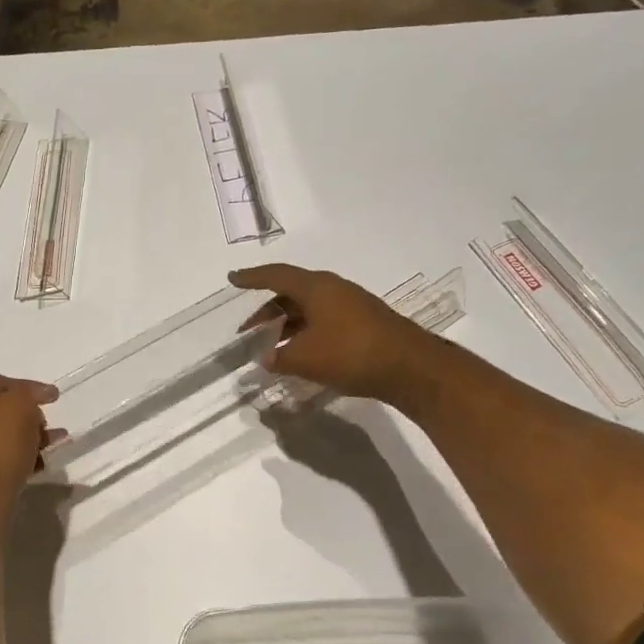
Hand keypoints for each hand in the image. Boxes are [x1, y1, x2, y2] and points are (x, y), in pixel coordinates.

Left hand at [0, 374, 59, 505]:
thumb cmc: (0, 440)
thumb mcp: (20, 402)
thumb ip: (30, 392)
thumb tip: (36, 396)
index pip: (2, 382)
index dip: (30, 387)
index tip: (54, 397)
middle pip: (3, 409)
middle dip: (31, 414)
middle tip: (50, 422)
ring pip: (5, 434)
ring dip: (31, 436)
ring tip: (54, 443)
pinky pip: (3, 456)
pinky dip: (22, 455)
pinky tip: (40, 462)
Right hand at [230, 264, 425, 400]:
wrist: (411, 368)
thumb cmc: (351, 354)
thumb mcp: (305, 359)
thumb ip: (279, 359)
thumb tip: (266, 360)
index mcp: (316, 288)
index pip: (275, 276)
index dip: (252, 277)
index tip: (232, 278)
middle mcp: (333, 289)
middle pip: (291, 293)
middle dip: (266, 312)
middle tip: (248, 332)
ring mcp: (351, 305)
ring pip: (308, 309)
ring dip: (286, 325)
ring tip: (270, 348)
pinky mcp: (363, 323)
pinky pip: (323, 321)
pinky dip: (305, 333)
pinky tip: (299, 354)